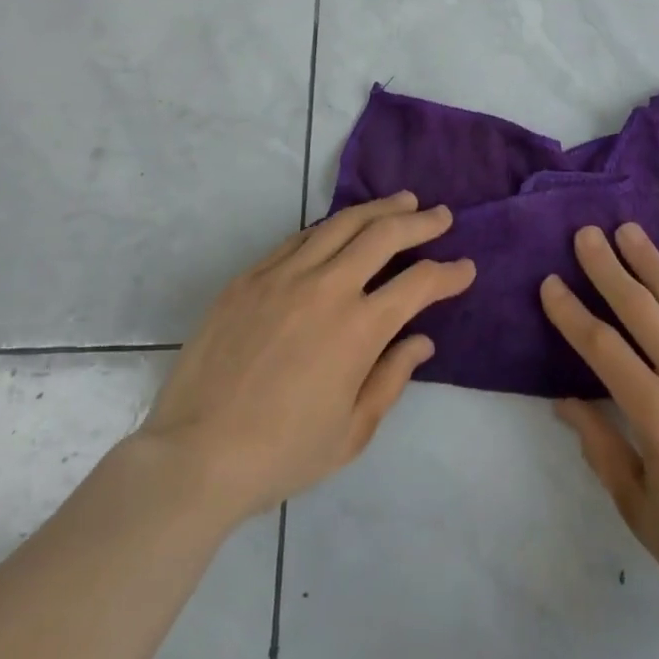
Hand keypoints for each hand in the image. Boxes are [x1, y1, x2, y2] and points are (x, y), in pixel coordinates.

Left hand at [137, 192, 473, 528]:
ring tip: (402, 202)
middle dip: (421, 221)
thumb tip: (422, 340)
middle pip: (385, 234)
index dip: (450, 273)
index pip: (419, 283)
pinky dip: (330, 227)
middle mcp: (327, 288)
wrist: (193, 457)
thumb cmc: (281, 454)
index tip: (465, 268)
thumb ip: (392, 378)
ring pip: (342, 223)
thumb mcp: (351, 433)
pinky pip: (299, 238)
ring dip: (379, 209)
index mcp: (359, 329)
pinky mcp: (250, 277)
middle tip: (441, 215)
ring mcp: (284, 275)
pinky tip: (341, 228)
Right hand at [540, 224, 658, 646]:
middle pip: (641, 308)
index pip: (601, 346)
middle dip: (608, 267)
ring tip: (629, 232)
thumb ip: (600, 444)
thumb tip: (566, 399)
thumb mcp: (639, 507)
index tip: (550, 282)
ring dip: (652, 264)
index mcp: (658, 414)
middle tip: (587, 233)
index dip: (571, 311)